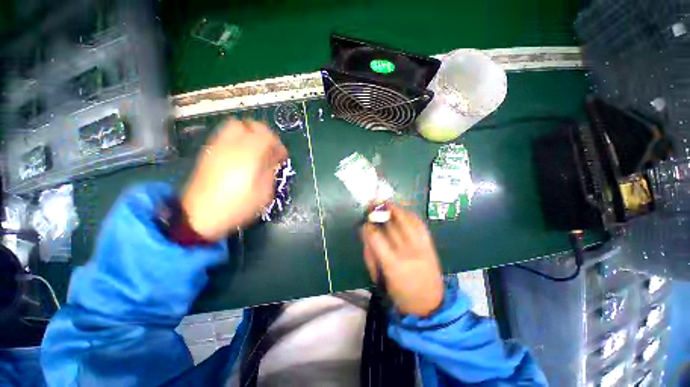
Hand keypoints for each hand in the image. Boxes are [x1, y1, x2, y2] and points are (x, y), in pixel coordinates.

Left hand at [182, 120, 286, 240]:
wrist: (200, 216)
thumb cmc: (238, 206)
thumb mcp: (264, 192)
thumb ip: (270, 171)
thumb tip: (273, 160)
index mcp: (248, 155)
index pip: (267, 136)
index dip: (278, 145)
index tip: (281, 157)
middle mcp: (231, 145)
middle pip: (248, 124)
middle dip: (262, 133)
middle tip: (269, 149)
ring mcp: (216, 147)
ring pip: (234, 127)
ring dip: (249, 135)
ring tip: (255, 152)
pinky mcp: (208, 153)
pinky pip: (225, 137)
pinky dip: (237, 141)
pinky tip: (241, 157)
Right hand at [360, 205, 443, 316]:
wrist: (430, 304)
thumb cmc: (399, 294)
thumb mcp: (378, 278)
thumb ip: (370, 254)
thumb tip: (365, 233)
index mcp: (392, 264)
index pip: (376, 237)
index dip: (368, 226)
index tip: (364, 222)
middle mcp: (408, 252)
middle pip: (391, 225)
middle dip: (380, 212)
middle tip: (373, 205)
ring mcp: (421, 247)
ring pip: (407, 220)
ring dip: (395, 209)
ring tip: (386, 203)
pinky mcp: (430, 245)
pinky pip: (419, 224)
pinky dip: (410, 215)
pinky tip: (402, 211)